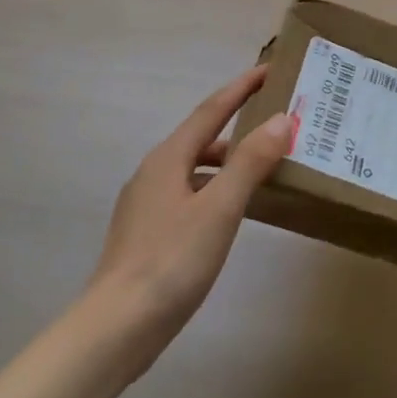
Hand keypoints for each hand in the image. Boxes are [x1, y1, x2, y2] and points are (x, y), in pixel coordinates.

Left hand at [89, 65, 290, 357]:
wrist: (116, 328)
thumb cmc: (171, 261)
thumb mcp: (219, 208)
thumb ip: (250, 162)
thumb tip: (281, 119)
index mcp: (168, 158)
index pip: (211, 110)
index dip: (241, 88)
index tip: (269, 69)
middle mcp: (154, 173)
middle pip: (202, 137)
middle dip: (238, 125)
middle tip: (276, 123)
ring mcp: (147, 204)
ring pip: (195, 169)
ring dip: (229, 161)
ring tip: (264, 167)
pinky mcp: (148, 233)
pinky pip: (190, 194)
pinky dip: (216, 190)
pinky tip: (233, 211)